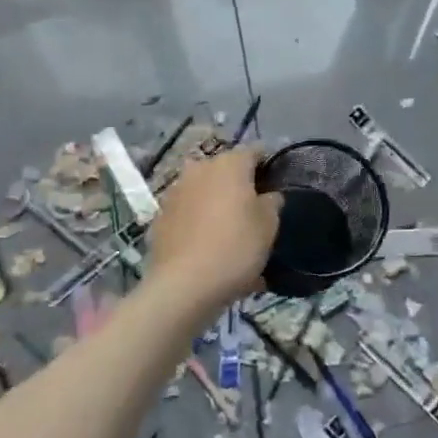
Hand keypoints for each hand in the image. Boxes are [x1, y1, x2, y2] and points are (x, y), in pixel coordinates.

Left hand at [145, 147, 281, 316]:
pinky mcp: (160, 216)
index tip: (277, 183)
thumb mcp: (269, 225)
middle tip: (254, 209)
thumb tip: (268, 195)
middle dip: (240, 184)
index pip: (255, 151)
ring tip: (230, 230)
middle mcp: (199, 169)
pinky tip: (209, 246)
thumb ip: (272, 202)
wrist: (183, 286)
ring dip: (217, 203)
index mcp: (229, 163)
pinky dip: (199, 223)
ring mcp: (175, 191)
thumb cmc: (235, 247)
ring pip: (204, 191)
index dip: (268, 165)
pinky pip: (188, 213)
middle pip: (226, 170)